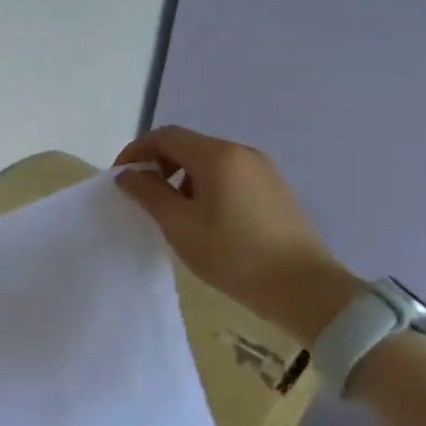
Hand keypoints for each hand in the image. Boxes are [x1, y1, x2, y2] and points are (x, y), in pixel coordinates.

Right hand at [114, 126, 361, 341]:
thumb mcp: (180, 226)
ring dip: (180, 177)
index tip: (120, 178)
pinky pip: (228, 175)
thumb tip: (127, 175)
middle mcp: (241, 152)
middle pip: (187, 145)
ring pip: (208, 161)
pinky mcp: (273, 189)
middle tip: (142, 196)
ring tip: (172, 212)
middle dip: (158, 164)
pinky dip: (205, 186)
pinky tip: (204, 219)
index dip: (136, 151)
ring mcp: (262, 169)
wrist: (305, 289)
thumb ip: (148, 194)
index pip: (165, 136)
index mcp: (217, 155)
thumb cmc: (234, 255)